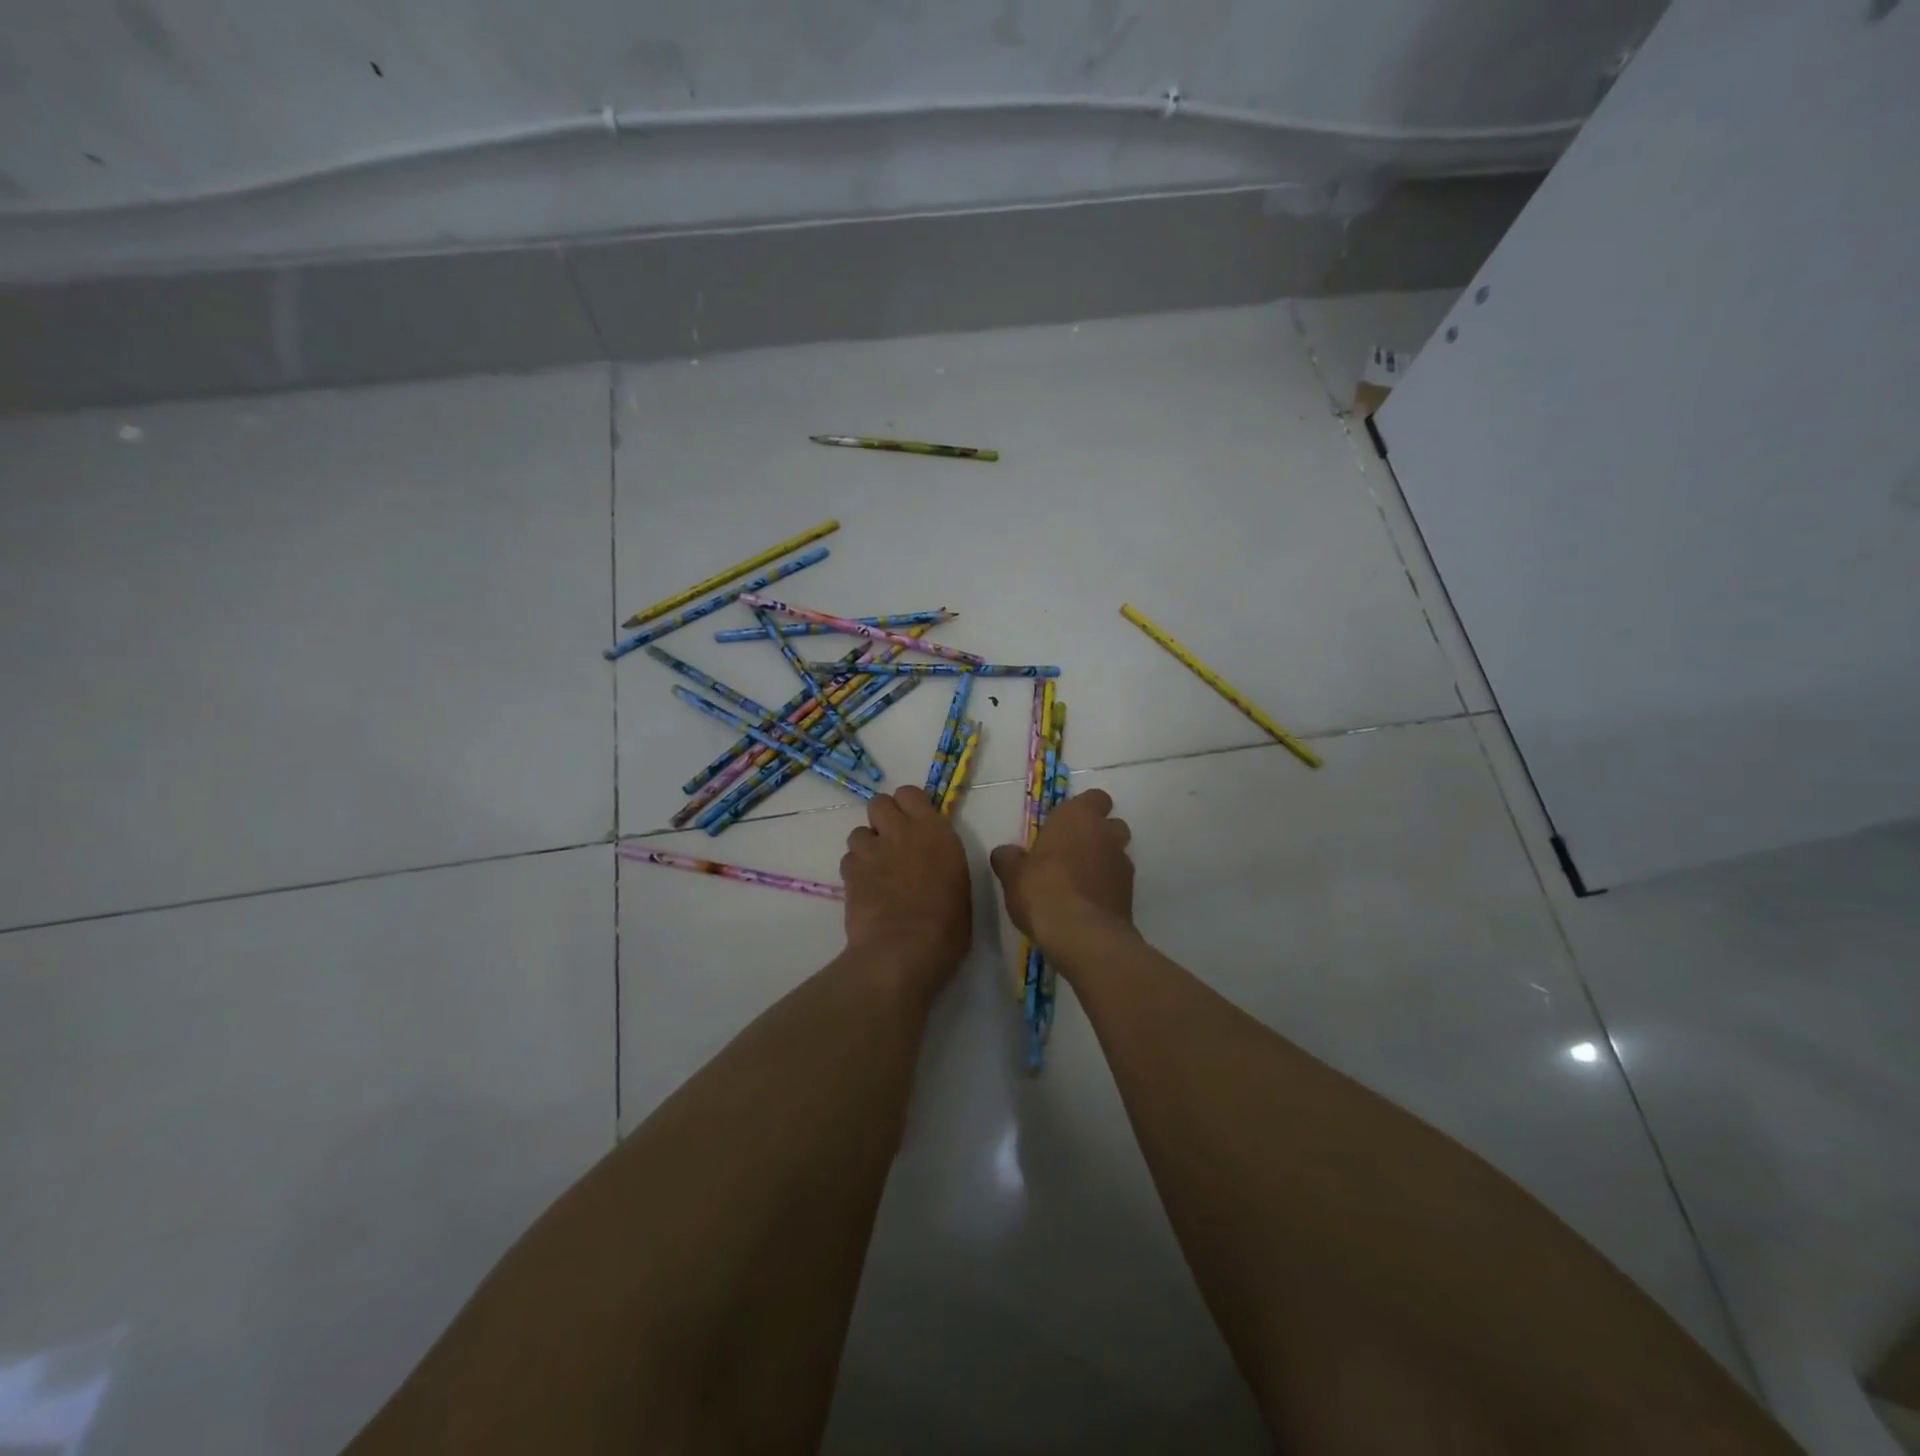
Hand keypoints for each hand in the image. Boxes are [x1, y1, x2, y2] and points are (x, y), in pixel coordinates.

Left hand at [840, 786, 971, 980]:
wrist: (904, 949)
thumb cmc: (947, 925)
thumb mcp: (959, 884)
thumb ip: (943, 861)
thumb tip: (935, 862)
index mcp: (935, 831)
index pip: (910, 793)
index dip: (908, 806)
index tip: (913, 823)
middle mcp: (901, 831)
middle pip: (879, 802)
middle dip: (882, 818)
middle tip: (891, 842)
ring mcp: (872, 851)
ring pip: (858, 832)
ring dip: (866, 846)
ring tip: (875, 869)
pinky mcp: (850, 872)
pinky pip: (847, 860)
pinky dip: (854, 870)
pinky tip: (864, 888)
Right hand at [990, 788, 1133, 951]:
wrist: (1083, 935)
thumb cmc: (1043, 890)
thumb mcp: (1013, 874)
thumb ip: (1009, 859)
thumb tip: (1005, 853)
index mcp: (1078, 817)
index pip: (1094, 798)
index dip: (1082, 810)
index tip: (1063, 826)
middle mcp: (1106, 834)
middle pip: (1110, 825)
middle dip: (1095, 835)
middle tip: (1069, 854)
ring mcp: (1123, 864)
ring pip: (1117, 854)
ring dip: (1102, 862)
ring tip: (1077, 883)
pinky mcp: (1130, 894)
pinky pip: (1118, 882)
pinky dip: (1106, 888)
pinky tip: (1086, 904)